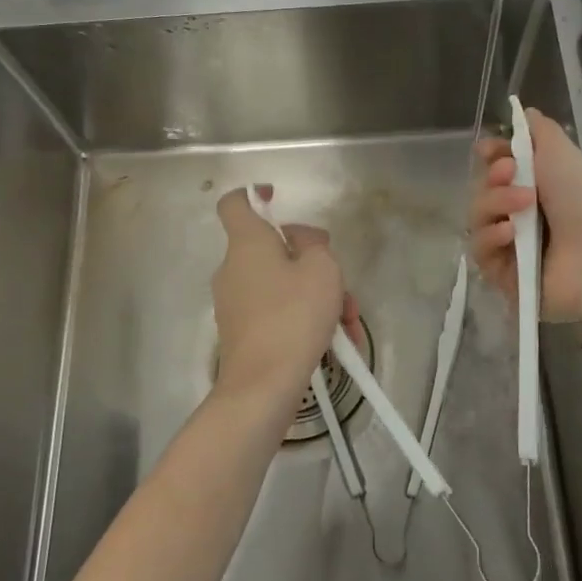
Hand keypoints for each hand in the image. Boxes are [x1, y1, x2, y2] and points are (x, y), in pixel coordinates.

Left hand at [210, 186, 351, 411]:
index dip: (254, 195)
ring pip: (282, 284)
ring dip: (317, 297)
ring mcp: (235, 302)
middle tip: (341, 285)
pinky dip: (304, 319)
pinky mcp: (242, 332)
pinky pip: (277, 311)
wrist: (262, 385)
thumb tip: (302, 242)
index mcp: (247, 243)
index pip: (235, 203)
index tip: (277, 199)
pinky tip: (335, 343)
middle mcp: (233, 268)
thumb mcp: (322, 269)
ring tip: (347, 324)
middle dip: (312, 263)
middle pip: (273, 249)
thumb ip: (315, 244)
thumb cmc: (293, 316)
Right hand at [469, 107, 581, 321]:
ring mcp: (511, 249)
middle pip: (481, 193)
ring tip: (522, 205)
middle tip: (510, 174)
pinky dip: (491, 238)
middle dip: (492, 180)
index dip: (489, 159)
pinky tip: (510, 234)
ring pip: (477, 221)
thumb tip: (522, 112)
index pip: (495, 172)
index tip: (489, 151)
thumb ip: (538, 130)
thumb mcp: (560, 151)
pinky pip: (480, 252)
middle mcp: (521, 218)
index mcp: (536, 189)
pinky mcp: (503, 277)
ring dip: (493, 205)